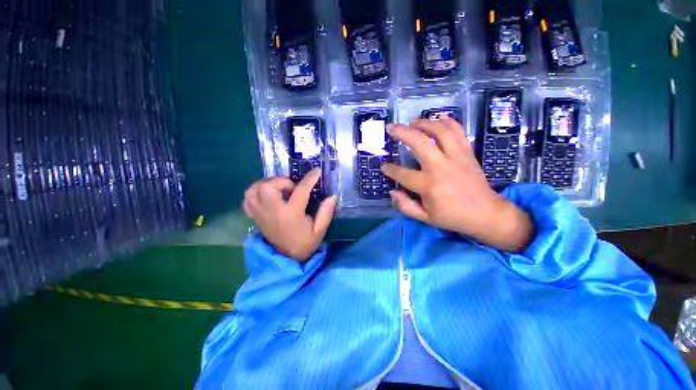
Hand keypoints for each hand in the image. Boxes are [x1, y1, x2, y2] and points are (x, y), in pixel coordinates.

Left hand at [243, 169, 337, 261]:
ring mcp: (261, 214)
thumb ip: (326, 212)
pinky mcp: (255, 217)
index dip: (310, 179)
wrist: (286, 259)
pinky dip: (255, 192)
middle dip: (282, 181)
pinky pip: (247, 199)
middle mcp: (273, 212)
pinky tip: (266, 195)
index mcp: (291, 215)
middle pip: (267, 187)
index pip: (300, 191)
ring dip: (266, 184)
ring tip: (279, 188)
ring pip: (254, 190)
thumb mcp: (319, 230)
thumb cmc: (305, 243)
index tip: (316, 172)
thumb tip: (332, 196)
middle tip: (292, 188)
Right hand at [382, 117, 532, 251]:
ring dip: (424, 123)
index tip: (384, 166)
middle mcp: (441, 167)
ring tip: (412, 121)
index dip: (390, 170)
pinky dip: (449, 122)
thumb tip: (392, 191)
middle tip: (391, 127)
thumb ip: (405, 205)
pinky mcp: (467, 154)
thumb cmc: (453, 217)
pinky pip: (458, 133)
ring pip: (440, 132)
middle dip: (402, 132)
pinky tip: (440, 117)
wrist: (486, 214)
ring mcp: (457, 158)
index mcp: (429, 186)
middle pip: (420, 143)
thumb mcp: (425, 218)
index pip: (403, 174)